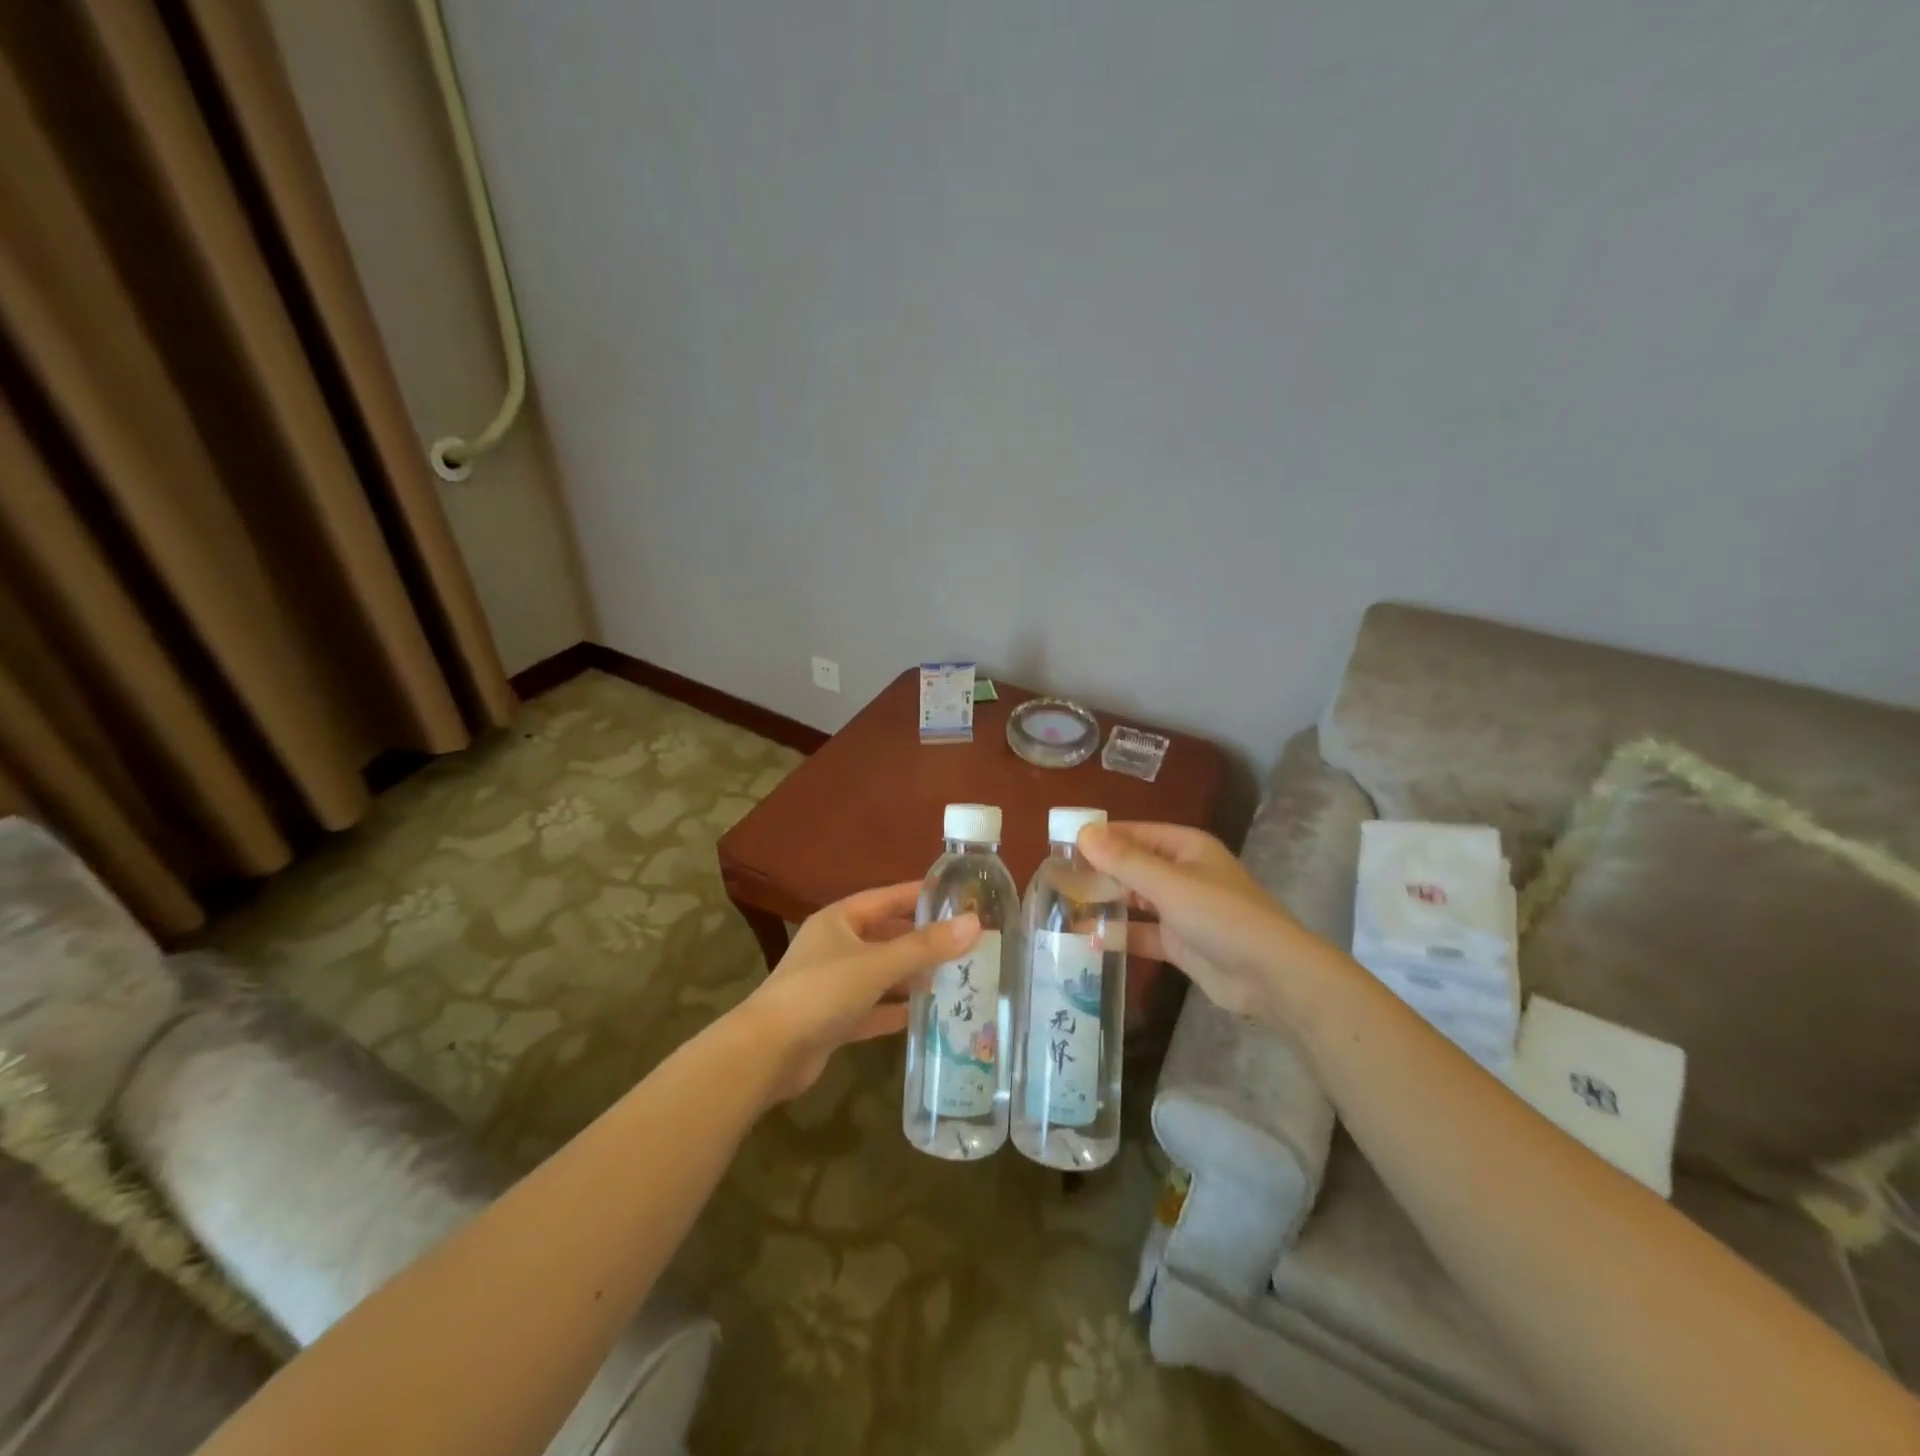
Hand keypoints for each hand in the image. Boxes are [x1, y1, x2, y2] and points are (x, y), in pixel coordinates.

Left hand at [735, 883, 979, 1102]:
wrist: (768, 1053)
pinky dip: (894, 1010)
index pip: (888, 898)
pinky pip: (872, 1008)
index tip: (958, 895)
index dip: (921, 895)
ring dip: (911, 976)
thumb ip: (926, 946)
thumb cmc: (822, 992)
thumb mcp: (878, 964)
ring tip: (954, 977)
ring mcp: (832, 984)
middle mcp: (835, 946)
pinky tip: (923, 1015)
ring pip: (881, 974)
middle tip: (965, 942)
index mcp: (840, 920)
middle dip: (922, 940)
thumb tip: (974, 923)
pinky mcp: (832, 1019)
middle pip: (886, 936)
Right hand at [1078, 822, 1302, 1022]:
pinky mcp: (1180, 943)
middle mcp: (1182, 873)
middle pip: (1132, 866)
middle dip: (1097, 873)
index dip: (1099, 838)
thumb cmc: (1221, 917)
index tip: (1060, 846)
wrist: (1270, 976)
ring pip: (1134, 900)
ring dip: (1105, 904)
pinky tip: (1088, 940)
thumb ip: (1124, 861)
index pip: (1133, 834)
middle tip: (1056, 880)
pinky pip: (1142, 933)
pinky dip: (1119, 935)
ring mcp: (1181, 909)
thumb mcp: (1169, 885)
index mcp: (1185, 848)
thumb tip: (1083, 832)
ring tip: (1064, 908)